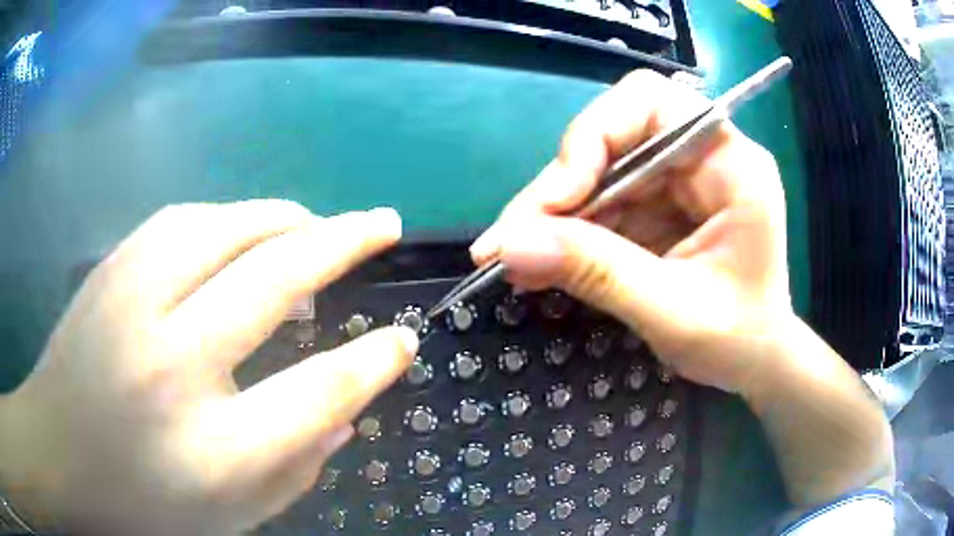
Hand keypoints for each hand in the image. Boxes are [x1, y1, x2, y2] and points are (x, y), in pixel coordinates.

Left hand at [0, 201, 416, 534]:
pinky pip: (186, 220)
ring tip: (317, 224)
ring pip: (229, 227)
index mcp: (214, 449)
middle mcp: (173, 363)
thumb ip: (297, 470)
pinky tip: (246, 228)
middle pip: (277, 277)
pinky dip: (232, 217)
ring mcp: (133, 304)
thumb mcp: (232, 516)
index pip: (321, 391)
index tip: (405, 338)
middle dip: (346, 241)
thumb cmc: (143, 503)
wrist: (58, 456)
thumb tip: (347, 415)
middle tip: (383, 223)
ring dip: (287, 218)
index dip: (374, 360)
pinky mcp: (111, 271)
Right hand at [470, 70, 791, 393]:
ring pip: (597, 171)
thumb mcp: (673, 312)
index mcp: (731, 164)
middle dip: (560, 187)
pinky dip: (567, 232)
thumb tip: (509, 246)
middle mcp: (702, 158)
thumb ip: (598, 274)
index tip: (557, 200)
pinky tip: (538, 263)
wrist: (756, 362)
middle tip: (511, 239)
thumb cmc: (738, 341)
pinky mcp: (657, 206)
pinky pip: (601, 202)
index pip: (651, 103)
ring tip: (514, 260)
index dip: (594, 136)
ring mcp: (677, 181)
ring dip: (553, 214)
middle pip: (612, 136)